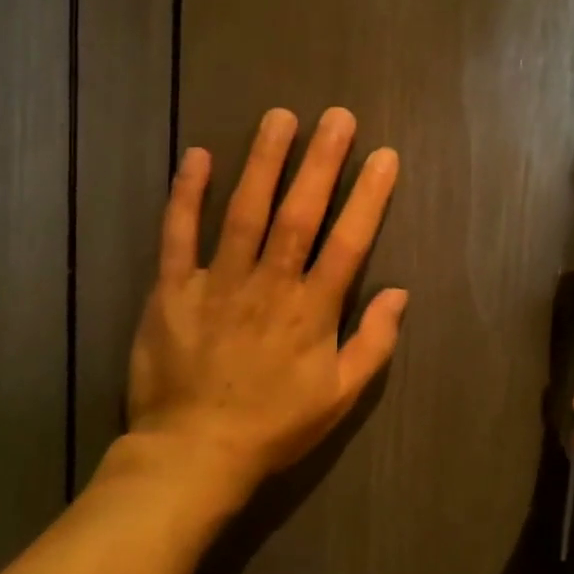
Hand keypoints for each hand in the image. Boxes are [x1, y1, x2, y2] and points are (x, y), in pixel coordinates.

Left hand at [115, 106, 406, 506]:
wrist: (192, 457)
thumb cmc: (274, 426)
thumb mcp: (341, 397)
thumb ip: (374, 343)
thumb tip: (401, 292)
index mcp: (312, 310)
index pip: (349, 243)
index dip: (369, 197)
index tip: (384, 156)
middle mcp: (268, 286)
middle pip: (299, 214)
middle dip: (321, 162)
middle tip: (337, 116)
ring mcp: (217, 283)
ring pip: (244, 212)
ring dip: (264, 162)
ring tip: (280, 118)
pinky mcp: (172, 289)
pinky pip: (179, 235)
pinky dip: (187, 195)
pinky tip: (199, 155)